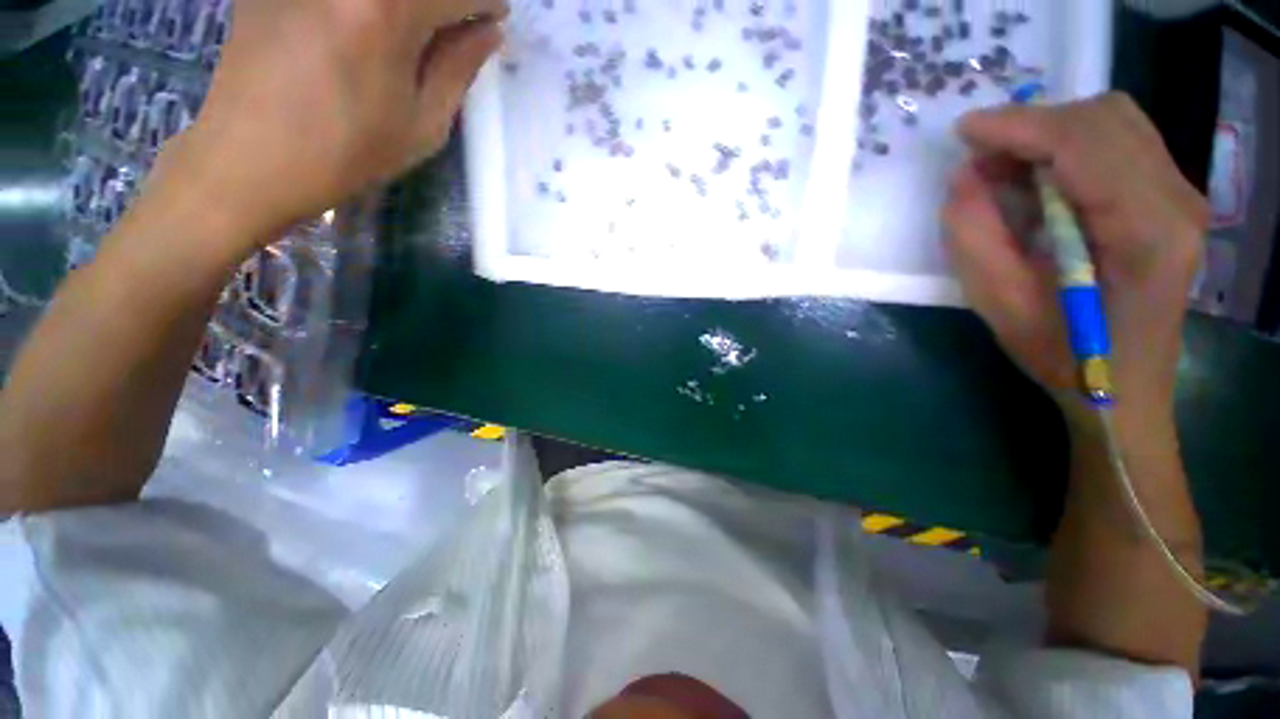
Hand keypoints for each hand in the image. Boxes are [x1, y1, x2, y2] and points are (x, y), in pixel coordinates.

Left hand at [158, 0, 504, 249]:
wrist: (251, 158)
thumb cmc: (348, 152)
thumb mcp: (422, 124)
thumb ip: (458, 68)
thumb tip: (487, 31)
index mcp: (387, 11)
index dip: (485, 1)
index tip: (494, 19)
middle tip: (454, 23)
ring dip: (407, 6)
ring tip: (412, 30)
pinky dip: (368, 7)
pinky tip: (362, 26)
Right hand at [943, 93, 1206, 428]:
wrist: (1125, 388)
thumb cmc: (1065, 357)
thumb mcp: (1001, 305)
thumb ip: (976, 237)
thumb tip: (965, 178)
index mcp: (1145, 232)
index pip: (1084, 143)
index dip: (1019, 128)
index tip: (963, 132)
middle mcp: (1177, 200)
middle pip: (1105, 119)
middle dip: (1033, 126)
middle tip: (982, 159)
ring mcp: (1182, 196)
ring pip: (1115, 122)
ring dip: (1052, 133)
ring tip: (1008, 168)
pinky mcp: (1172, 199)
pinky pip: (1122, 142)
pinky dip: (1072, 145)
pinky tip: (1042, 177)